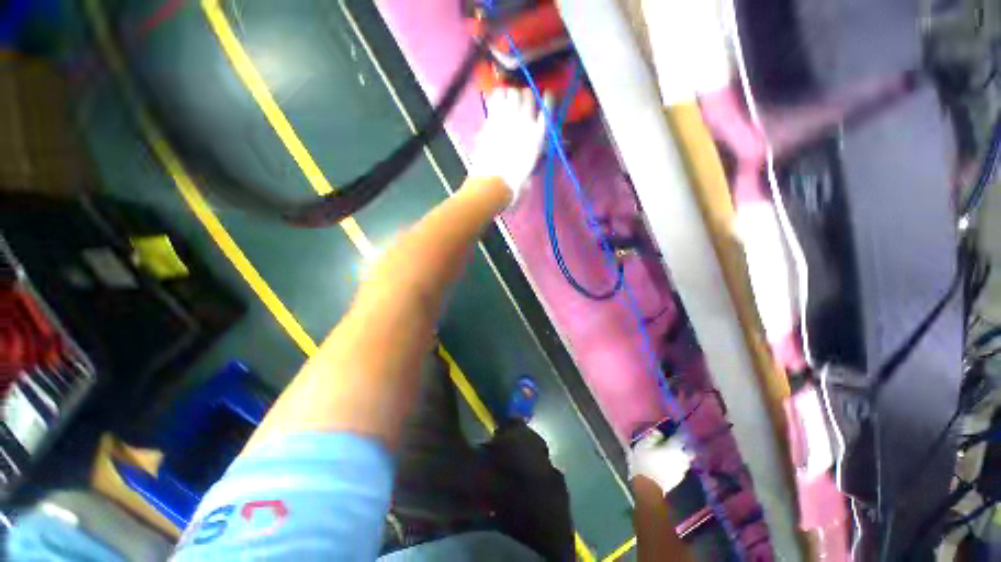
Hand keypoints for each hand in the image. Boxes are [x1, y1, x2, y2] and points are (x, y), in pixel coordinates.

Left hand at [469, 88, 550, 205]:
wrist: (494, 183)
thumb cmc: (513, 182)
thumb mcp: (529, 170)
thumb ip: (532, 156)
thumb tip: (532, 149)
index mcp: (538, 136)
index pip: (548, 108)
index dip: (547, 100)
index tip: (546, 96)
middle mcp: (526, 122)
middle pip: (529, 95)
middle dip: (525, 97)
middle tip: (520, 103)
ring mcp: (508, 118)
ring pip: (513, 92)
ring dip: (511, 94)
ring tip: (507, 101)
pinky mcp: (492, 119)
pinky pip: (497, 97)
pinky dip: (497, 96)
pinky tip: (496, 100)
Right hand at [629, 428, 693, 495]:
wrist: (648, 487)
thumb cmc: (644, 462)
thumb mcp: (643, 445)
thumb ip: (652, 437)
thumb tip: (659, 432)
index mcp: (674, 448)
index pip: (681, 437)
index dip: (679, 433)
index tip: (676, 429)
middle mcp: (681, 459)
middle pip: (688, 451)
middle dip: (684, 447)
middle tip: (676, 444)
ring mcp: (681, 471)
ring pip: (686, 460)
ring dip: (681, 456)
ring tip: (673, 454)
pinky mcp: (678, 479)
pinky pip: (681, 468)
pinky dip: (678, 464)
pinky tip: (670, 464)